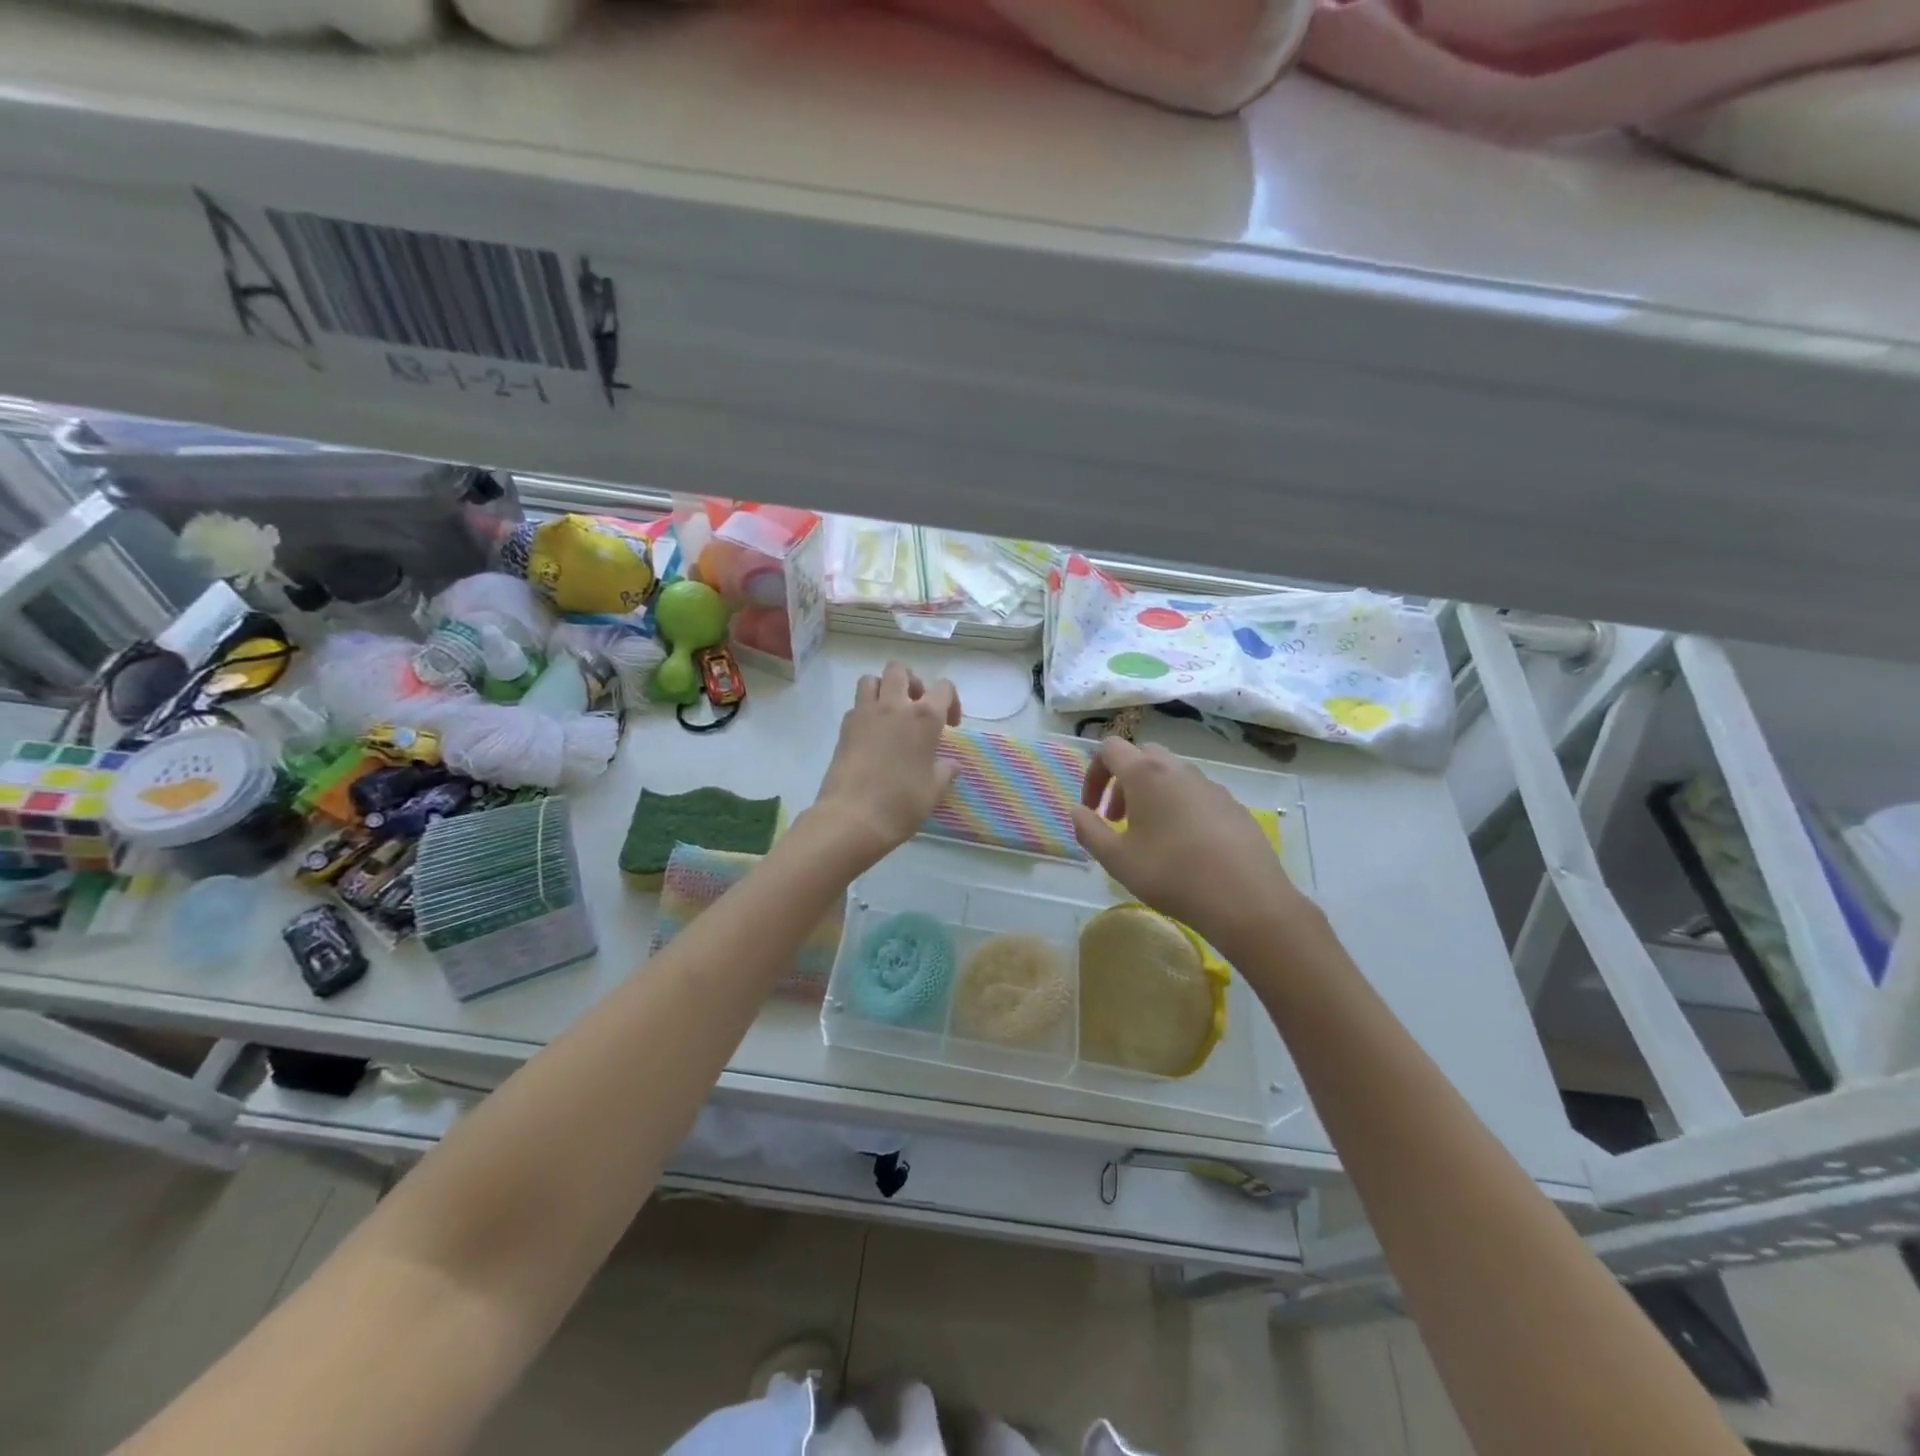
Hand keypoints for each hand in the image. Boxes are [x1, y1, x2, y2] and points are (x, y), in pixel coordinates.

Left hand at [811, 662, 961, 868]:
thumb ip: (944, 772)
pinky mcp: (844, 727)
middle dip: (911, 682)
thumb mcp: (933, 791)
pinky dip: (866, 710)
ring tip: (890, 713)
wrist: (852, 817)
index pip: (944, 688)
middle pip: (900, 670)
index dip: (951, 701)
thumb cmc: (901, 804)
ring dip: (883, 689)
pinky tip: (872, 734)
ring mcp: (865, 713)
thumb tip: (951, 765)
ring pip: (871, 679)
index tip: (950, 726)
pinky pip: (856, 705)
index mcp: (924, 717)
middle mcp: (895, 706)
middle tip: (916, 707)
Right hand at [1072, 738, 1307, 955]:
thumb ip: (1089, 830)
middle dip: (1123, 782)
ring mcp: (1210, 785)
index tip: (1092, 808)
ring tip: (1150, 836)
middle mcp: (1178, 769)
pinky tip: (1185, 847)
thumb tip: (1077, 811)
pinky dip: (1180, 807)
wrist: (1245, 899)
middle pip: (1142, 756)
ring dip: (1151, 795)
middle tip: (1118, 819)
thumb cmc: (1171, 874)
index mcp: (1146, 774)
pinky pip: (1197, 794)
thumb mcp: (1116, 859)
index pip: (1110, 748)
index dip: (1093, 774)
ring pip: (1171, 775)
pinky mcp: (1233, 805)